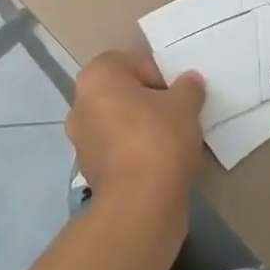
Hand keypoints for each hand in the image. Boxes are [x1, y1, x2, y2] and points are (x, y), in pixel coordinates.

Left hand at [66, 51, 204, 246]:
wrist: (139, 206)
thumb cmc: (158, 139)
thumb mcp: (184, 105)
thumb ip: (188, 87)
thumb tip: (189, 82)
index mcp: (96, 76)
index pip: (133, 63)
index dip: (160, 78)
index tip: (177, 97)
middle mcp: (80, 103)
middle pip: (123, 93)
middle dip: (148, 102)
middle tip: (176, 117)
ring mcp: (81, 140)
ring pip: (118, 122)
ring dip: (140, 128)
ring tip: (170, 144)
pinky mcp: (89, 171)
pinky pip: (117, 150)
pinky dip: (134, 153)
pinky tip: (158, 166)